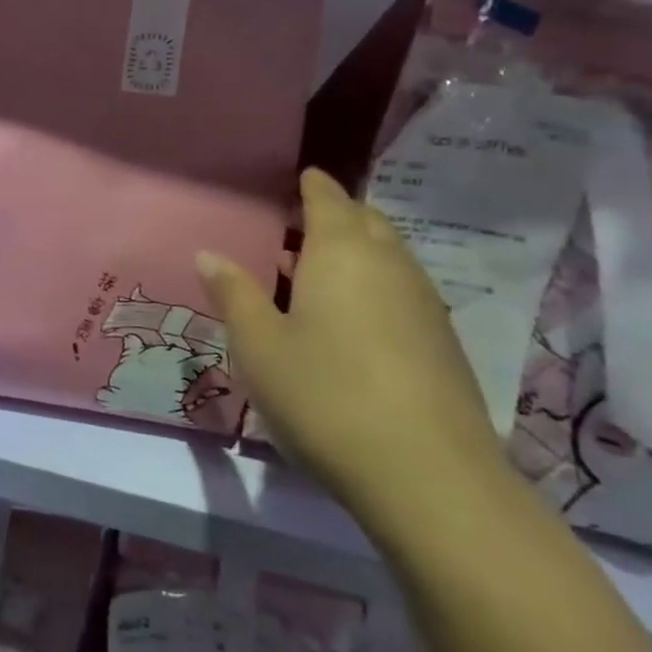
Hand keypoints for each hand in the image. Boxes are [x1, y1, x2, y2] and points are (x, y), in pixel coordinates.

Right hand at [198, 169, 512, 531]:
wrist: (428, 476)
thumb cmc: (324, 394)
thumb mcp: (259, 344)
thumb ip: (234, 294)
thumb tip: (209, 254)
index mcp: (342, 254)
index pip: (329, 201)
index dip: (314, 186)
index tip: (302, 176)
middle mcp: (390, 267)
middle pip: (367, 223)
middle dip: (338, 215)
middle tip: (302, 220)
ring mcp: (424, 306)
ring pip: (390, 258)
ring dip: (357, 251)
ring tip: (317, 268)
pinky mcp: (442, 345)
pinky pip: (402, 292)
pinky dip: (374, 285)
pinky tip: (351, 317)